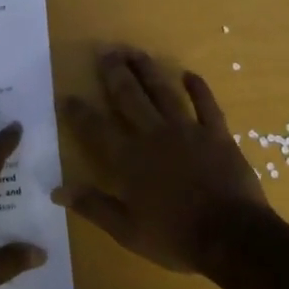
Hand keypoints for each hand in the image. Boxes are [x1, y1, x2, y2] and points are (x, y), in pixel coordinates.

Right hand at [55, 48, 270, 273]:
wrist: (231, 236)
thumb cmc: (175, 237)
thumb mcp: (127, 231)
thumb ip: (93, 206)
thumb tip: (57, 190)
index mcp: (129, 160)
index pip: (96, 129)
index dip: (79, 112)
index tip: (67, 95)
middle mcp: (154, 135)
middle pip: (129, 97)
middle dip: (115, 74)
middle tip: (105, 52)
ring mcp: (187, 130)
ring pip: (163, 92)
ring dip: (148, 70)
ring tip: (135, 52)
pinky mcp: (216, 133)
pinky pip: (206, 104)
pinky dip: (198, 88)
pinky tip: (189, 74)